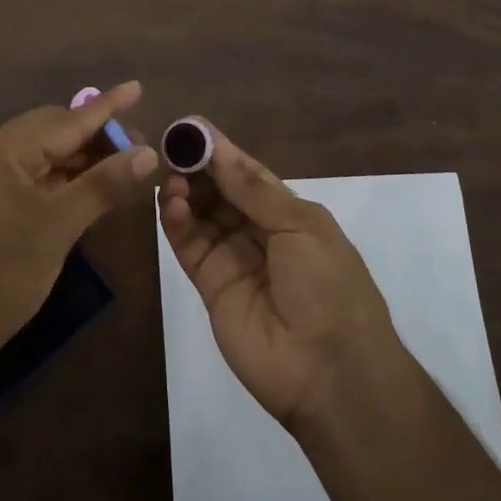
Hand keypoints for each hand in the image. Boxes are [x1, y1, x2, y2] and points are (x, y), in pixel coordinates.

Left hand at [0, 82, 158, 373]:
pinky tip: (84, 185)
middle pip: (50, 132)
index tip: (137, 87)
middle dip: (95, 136)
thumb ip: (104, 184)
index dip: (106, 107)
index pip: (65, 120)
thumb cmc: (1, 274)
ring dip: (77, 159)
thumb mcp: (59, 226)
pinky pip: (25, 176)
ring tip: (120, 164)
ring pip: (39, 155)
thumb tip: (148, 152)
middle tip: (137, 145)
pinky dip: (56, 179)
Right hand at [158, 122, 402, 433]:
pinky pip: (190, 247)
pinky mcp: (211, 287)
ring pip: (201, 216)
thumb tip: (217, 147)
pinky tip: (170, 203)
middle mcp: (259, 233)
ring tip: (170, 177)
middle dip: (198, 168)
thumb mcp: (301, 226)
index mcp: (290, 214)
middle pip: (220, 192)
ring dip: (185, 193)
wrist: (330, 373)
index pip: (247, 174)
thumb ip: (254, 189)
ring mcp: (234, 260)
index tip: (190, 128)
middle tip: (171, 147)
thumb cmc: (328, 287)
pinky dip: (177, 223)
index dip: (220, 151)